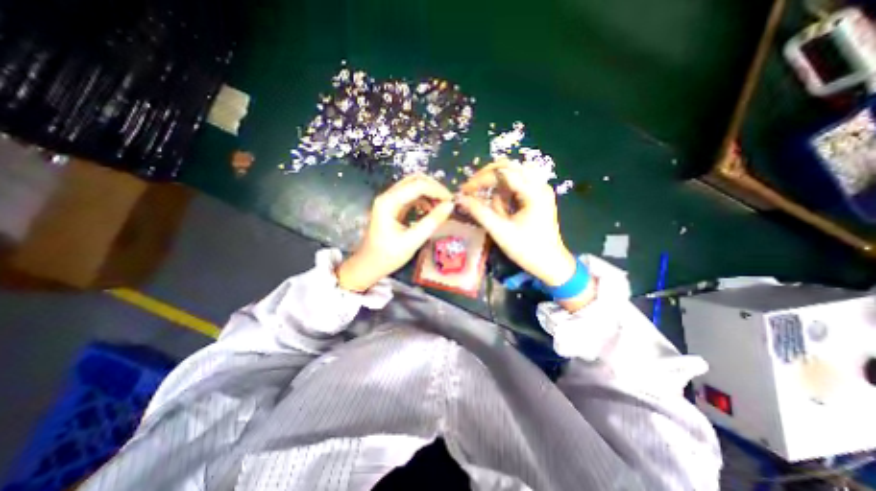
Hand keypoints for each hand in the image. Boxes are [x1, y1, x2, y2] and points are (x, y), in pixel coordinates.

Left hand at [338, 174, 455, 291]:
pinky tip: (431, 211)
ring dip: (430, 193)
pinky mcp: (394, 207)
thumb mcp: (412, 241)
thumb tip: (450, 206)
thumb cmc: (388, 256)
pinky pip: (412, 197)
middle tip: (448, 202)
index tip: (451, 201)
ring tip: (441, 208)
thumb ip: (432, 222)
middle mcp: (388, 196)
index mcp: (388, 202)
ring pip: (414, 186)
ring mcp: (390, 201)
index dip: (437, 190)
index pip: (417, 185)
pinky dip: (424, 200)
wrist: (369, 265)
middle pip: (415, 180)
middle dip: (434, 188)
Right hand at [460, 161, 595, 310]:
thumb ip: (479, 213)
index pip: (502, 173)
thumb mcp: (501, 231)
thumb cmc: (527, 250)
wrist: (550, 264)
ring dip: (496, 187)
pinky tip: (501, 209)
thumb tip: (460, 199)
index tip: (464, 191)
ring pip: (511, 175)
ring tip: (491, 208)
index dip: (480, 179)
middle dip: (486, 178)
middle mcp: (539, 184)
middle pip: (508, 167)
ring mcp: (539, 189)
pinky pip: (516, 185)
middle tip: (471, 191)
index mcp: (534, 192)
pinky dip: (503, 194)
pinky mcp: (536, 196)